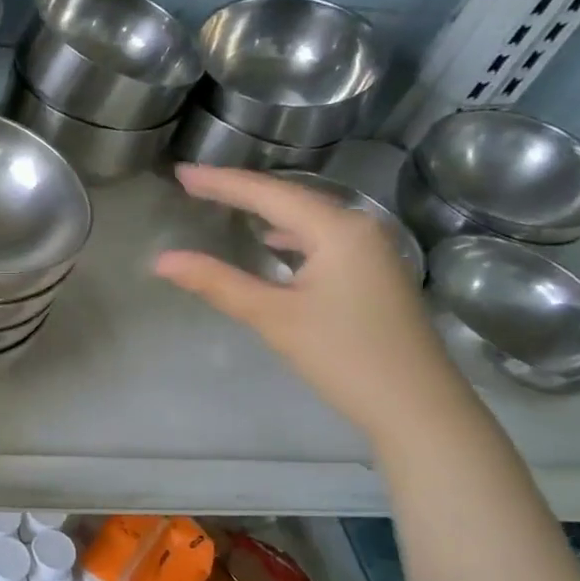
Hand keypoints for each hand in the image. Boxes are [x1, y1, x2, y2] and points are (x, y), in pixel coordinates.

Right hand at [152, 165, 468, 442]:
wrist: (417, 407)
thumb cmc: (343, 356)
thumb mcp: (274, 317)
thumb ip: (218, 282)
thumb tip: (162, 260)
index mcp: (337, 229)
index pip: (268, 194)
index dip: (221, 182)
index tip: (181, 173)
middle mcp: (358, 227)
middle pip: (290, 199)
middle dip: (242, 191)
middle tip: (196, 184)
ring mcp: (371, 251)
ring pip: (307, 219)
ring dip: (266, 210)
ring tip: (226, 204)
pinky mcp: (372, 274)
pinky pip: (321, 239)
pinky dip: (290, 234)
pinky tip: (274, 242)